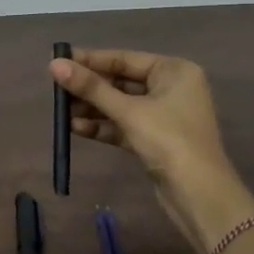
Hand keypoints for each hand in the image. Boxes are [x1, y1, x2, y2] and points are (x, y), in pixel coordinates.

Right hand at [50, 50, 253, 253]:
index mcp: (174, 70)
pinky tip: (76, 129)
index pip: (124, 58)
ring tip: (61, 112)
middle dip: (90, 88)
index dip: (90, 60)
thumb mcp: (128, 111)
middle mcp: (172, 87)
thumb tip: (54, 64)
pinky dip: (103, 126)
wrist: (199, 195)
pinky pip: (124, 125)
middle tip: (56, 90)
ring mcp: (164, 115)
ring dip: (93, 109)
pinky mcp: (155, 139)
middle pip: (121, 81)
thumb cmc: (168, 140)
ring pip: (121, 105)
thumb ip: (91, 88)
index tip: (59, 61)